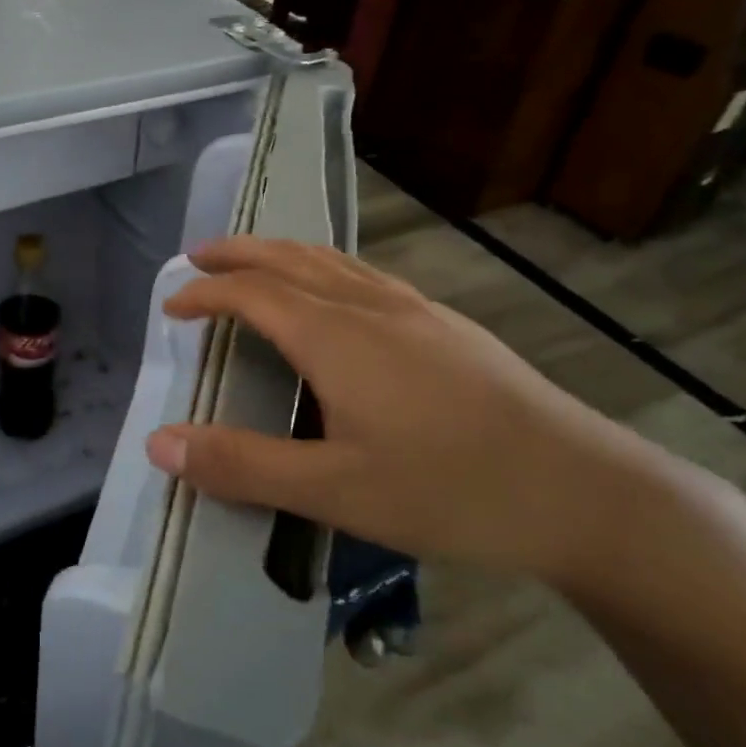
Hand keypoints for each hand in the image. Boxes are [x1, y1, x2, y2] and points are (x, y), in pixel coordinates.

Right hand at [143, 237, 661, 586]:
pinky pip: (365, 276)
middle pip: (290, 259)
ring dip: (281, 254)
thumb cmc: (450, 490)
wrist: (586, 492)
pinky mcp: (448, 327)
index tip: (171, 305)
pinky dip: (324, 269)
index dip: (206, 293)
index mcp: (337, 337)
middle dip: (238, 253)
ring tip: (254, 262)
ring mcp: (417, 311)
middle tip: (198, 258)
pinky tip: (336, 294)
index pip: (252, 293)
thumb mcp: (334, 491)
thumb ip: (243, 465)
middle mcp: (372, 307)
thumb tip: (159, 442)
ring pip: (333, 262)